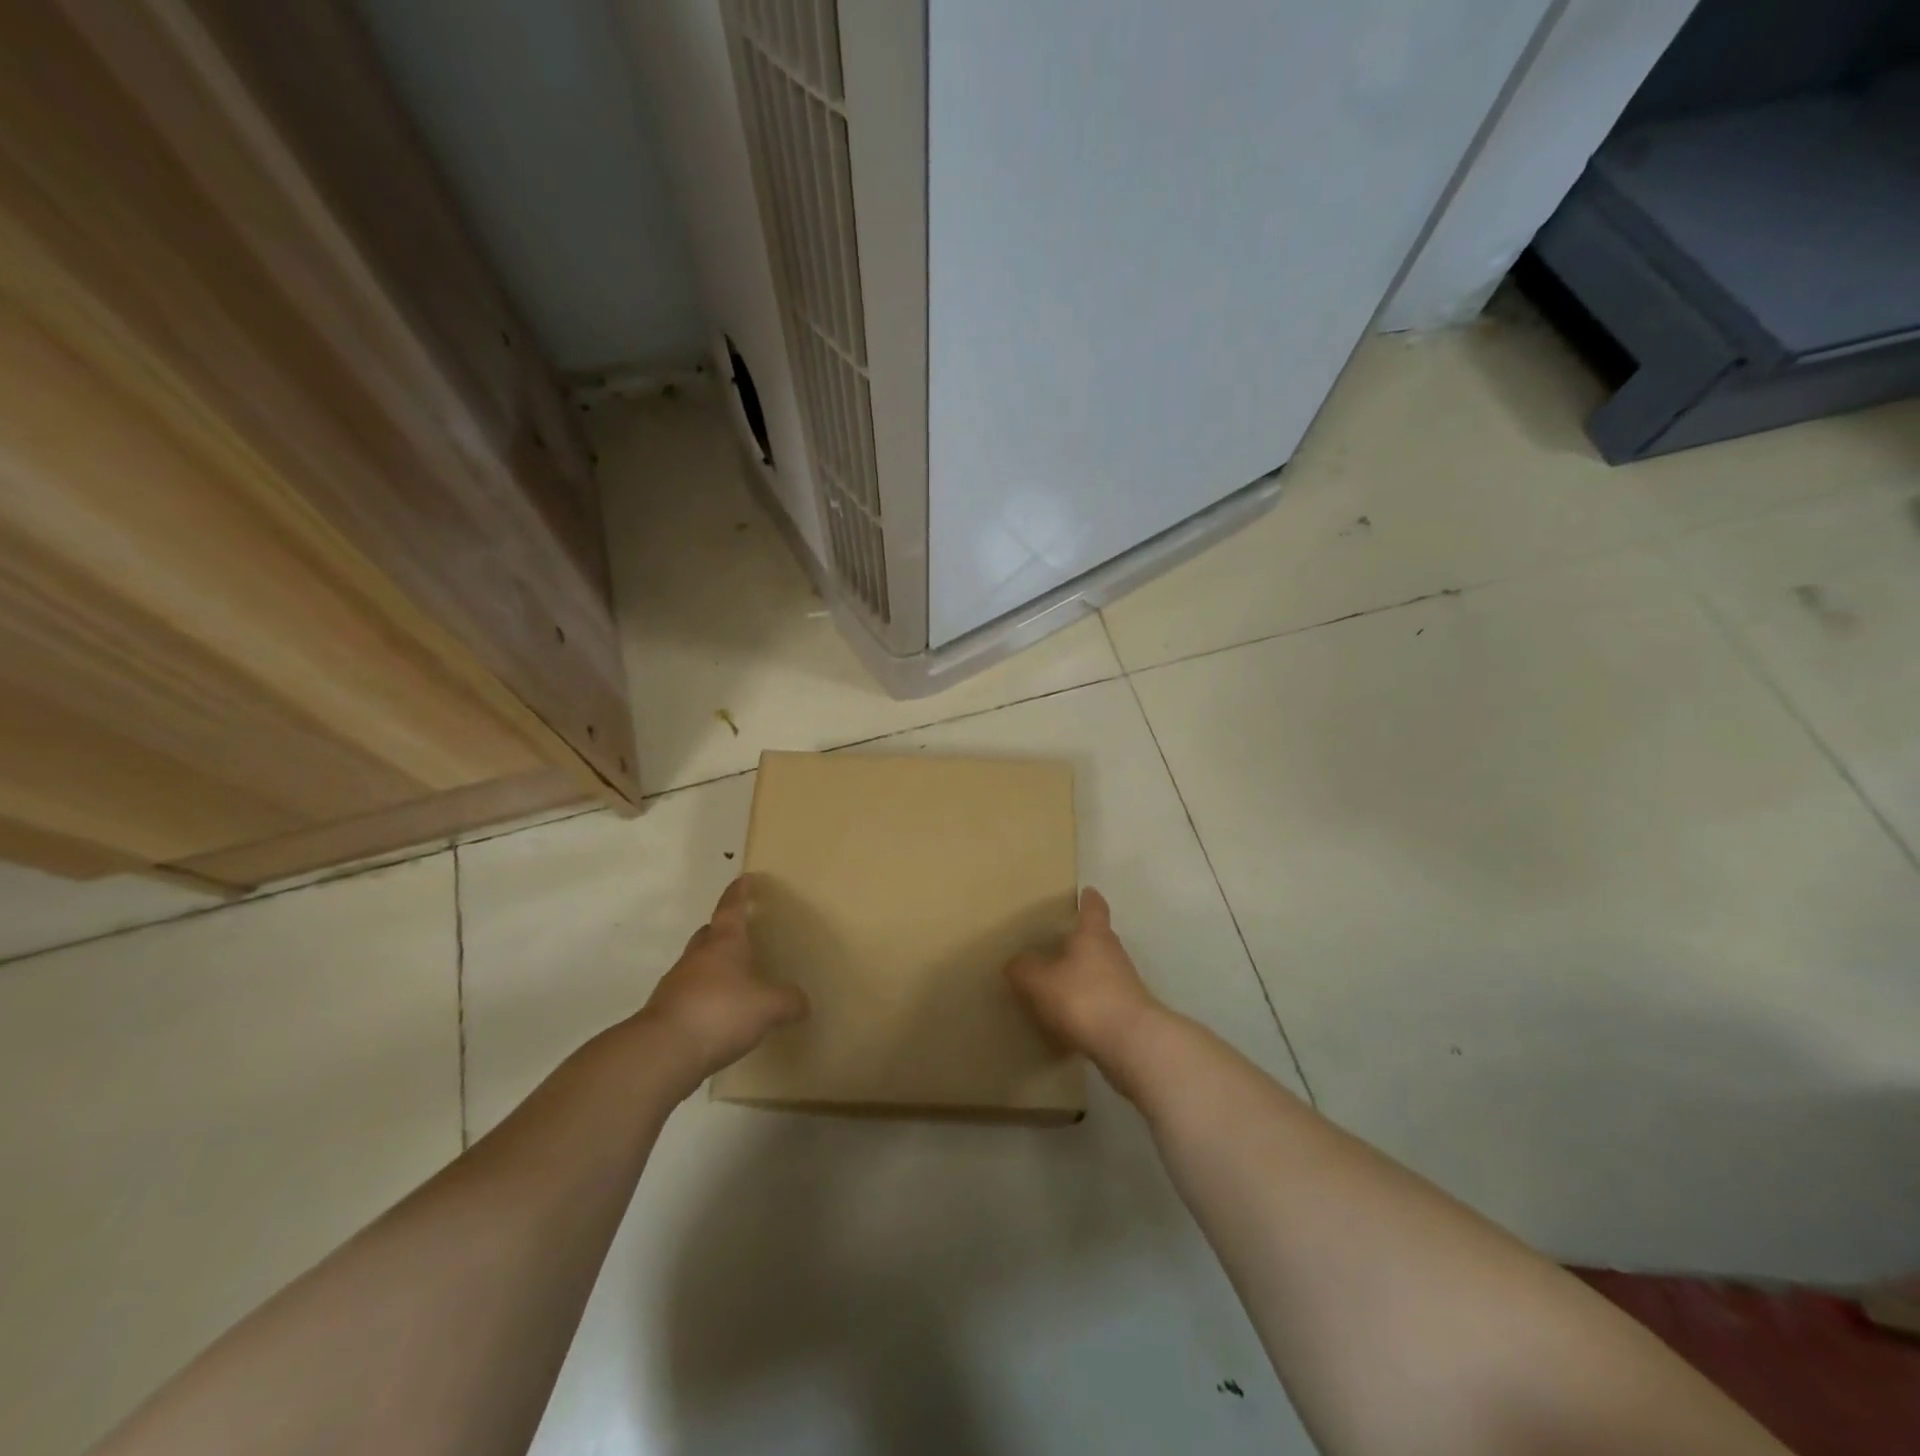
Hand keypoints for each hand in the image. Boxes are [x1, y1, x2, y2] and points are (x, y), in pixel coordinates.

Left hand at [638, 876, 808, 1085]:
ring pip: (697, 965)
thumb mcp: (768, 1007)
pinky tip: (721, 1016)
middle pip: (709, 934)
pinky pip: (690, 996)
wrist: (662, 1052)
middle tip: (742, 934)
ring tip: (736, 980)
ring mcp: (677, 984)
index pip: (731, 908)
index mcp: (723, 943)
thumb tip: (803, 1003)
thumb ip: (788, 1001)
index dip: (739, 893)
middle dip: (723, 930)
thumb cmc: (720, 1012)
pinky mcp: (666, 1013)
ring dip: (713, 967)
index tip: (744, 879)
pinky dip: (705, 998)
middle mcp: (697, 957)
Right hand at [1006, 888, 1162, 1068]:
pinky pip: (1105, 999)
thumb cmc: (1084, 998)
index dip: (1089, 900)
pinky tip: (1073, 1015)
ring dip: (1086, 972)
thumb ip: (1025, 969)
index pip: (1094, 908)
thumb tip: (1016, 962)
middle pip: (1099, 938)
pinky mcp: (1129, 1012)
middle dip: (1083, 938)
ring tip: (1062, 979)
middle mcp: (1113, 953)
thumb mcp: (1041, 982)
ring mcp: (1125, 984)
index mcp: (1094, 936)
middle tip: (1062, 939)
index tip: (1087, 891)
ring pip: (1103, 969)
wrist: (1132, 1044)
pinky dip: (1090, 1001)